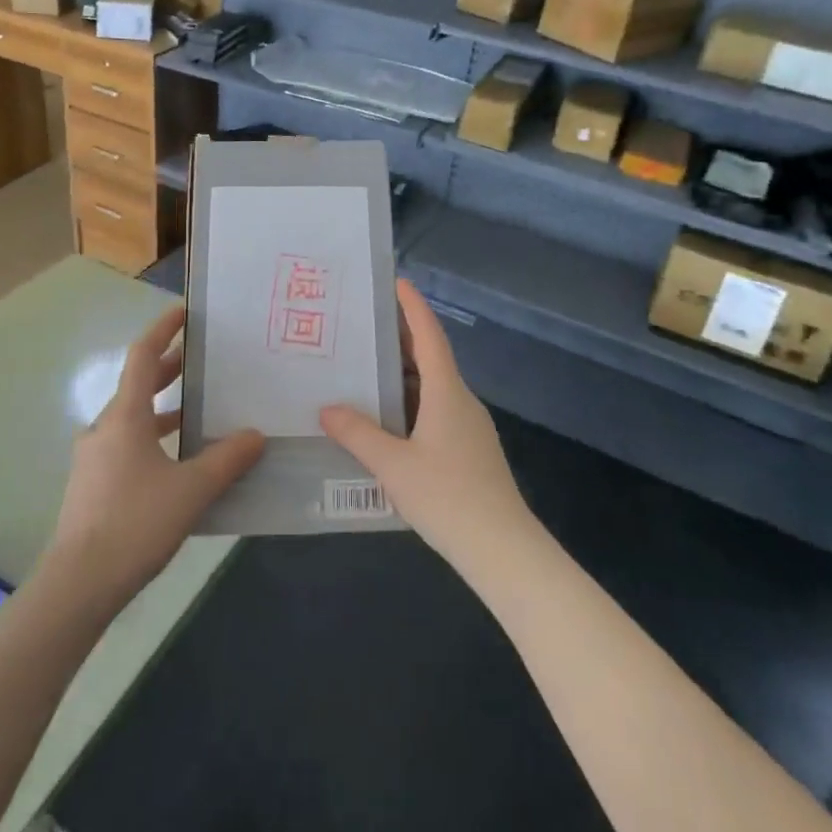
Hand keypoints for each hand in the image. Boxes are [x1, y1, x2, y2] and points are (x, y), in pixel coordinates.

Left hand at [49, 305, 263, 611]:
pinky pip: (126, 446)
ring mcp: (93, 459)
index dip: (162, 330)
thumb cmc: (135, 523)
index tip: (183, 313)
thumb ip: (227, 459)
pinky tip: (175, 463)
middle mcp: (104, 429)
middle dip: (167, 370)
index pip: (142, 357)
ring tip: (195, 412)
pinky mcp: (91, 486)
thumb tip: (256, 435)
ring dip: (161, 409)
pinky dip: (151, 438)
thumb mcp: (191, 490)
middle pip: (136, 386)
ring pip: (131, 419)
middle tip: (200, 362)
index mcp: (124, 417)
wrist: (77, 585)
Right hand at [321, 281, 534, 576]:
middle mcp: (461, 400)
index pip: (429, 335)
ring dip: (404, 374)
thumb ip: (359, 435)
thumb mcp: (394, 466)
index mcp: (446, 392)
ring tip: (368, 368)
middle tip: (366, 325)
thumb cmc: (448, 497)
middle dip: (402, 338)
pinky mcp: (469, 450)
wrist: (503, 550)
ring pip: (434, 386)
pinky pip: (436, 410)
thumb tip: (327, 408)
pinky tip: (389, 420)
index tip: (396, 281)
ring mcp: (469, 426)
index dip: (413, 307)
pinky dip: (411, 402)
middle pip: (431, 357)